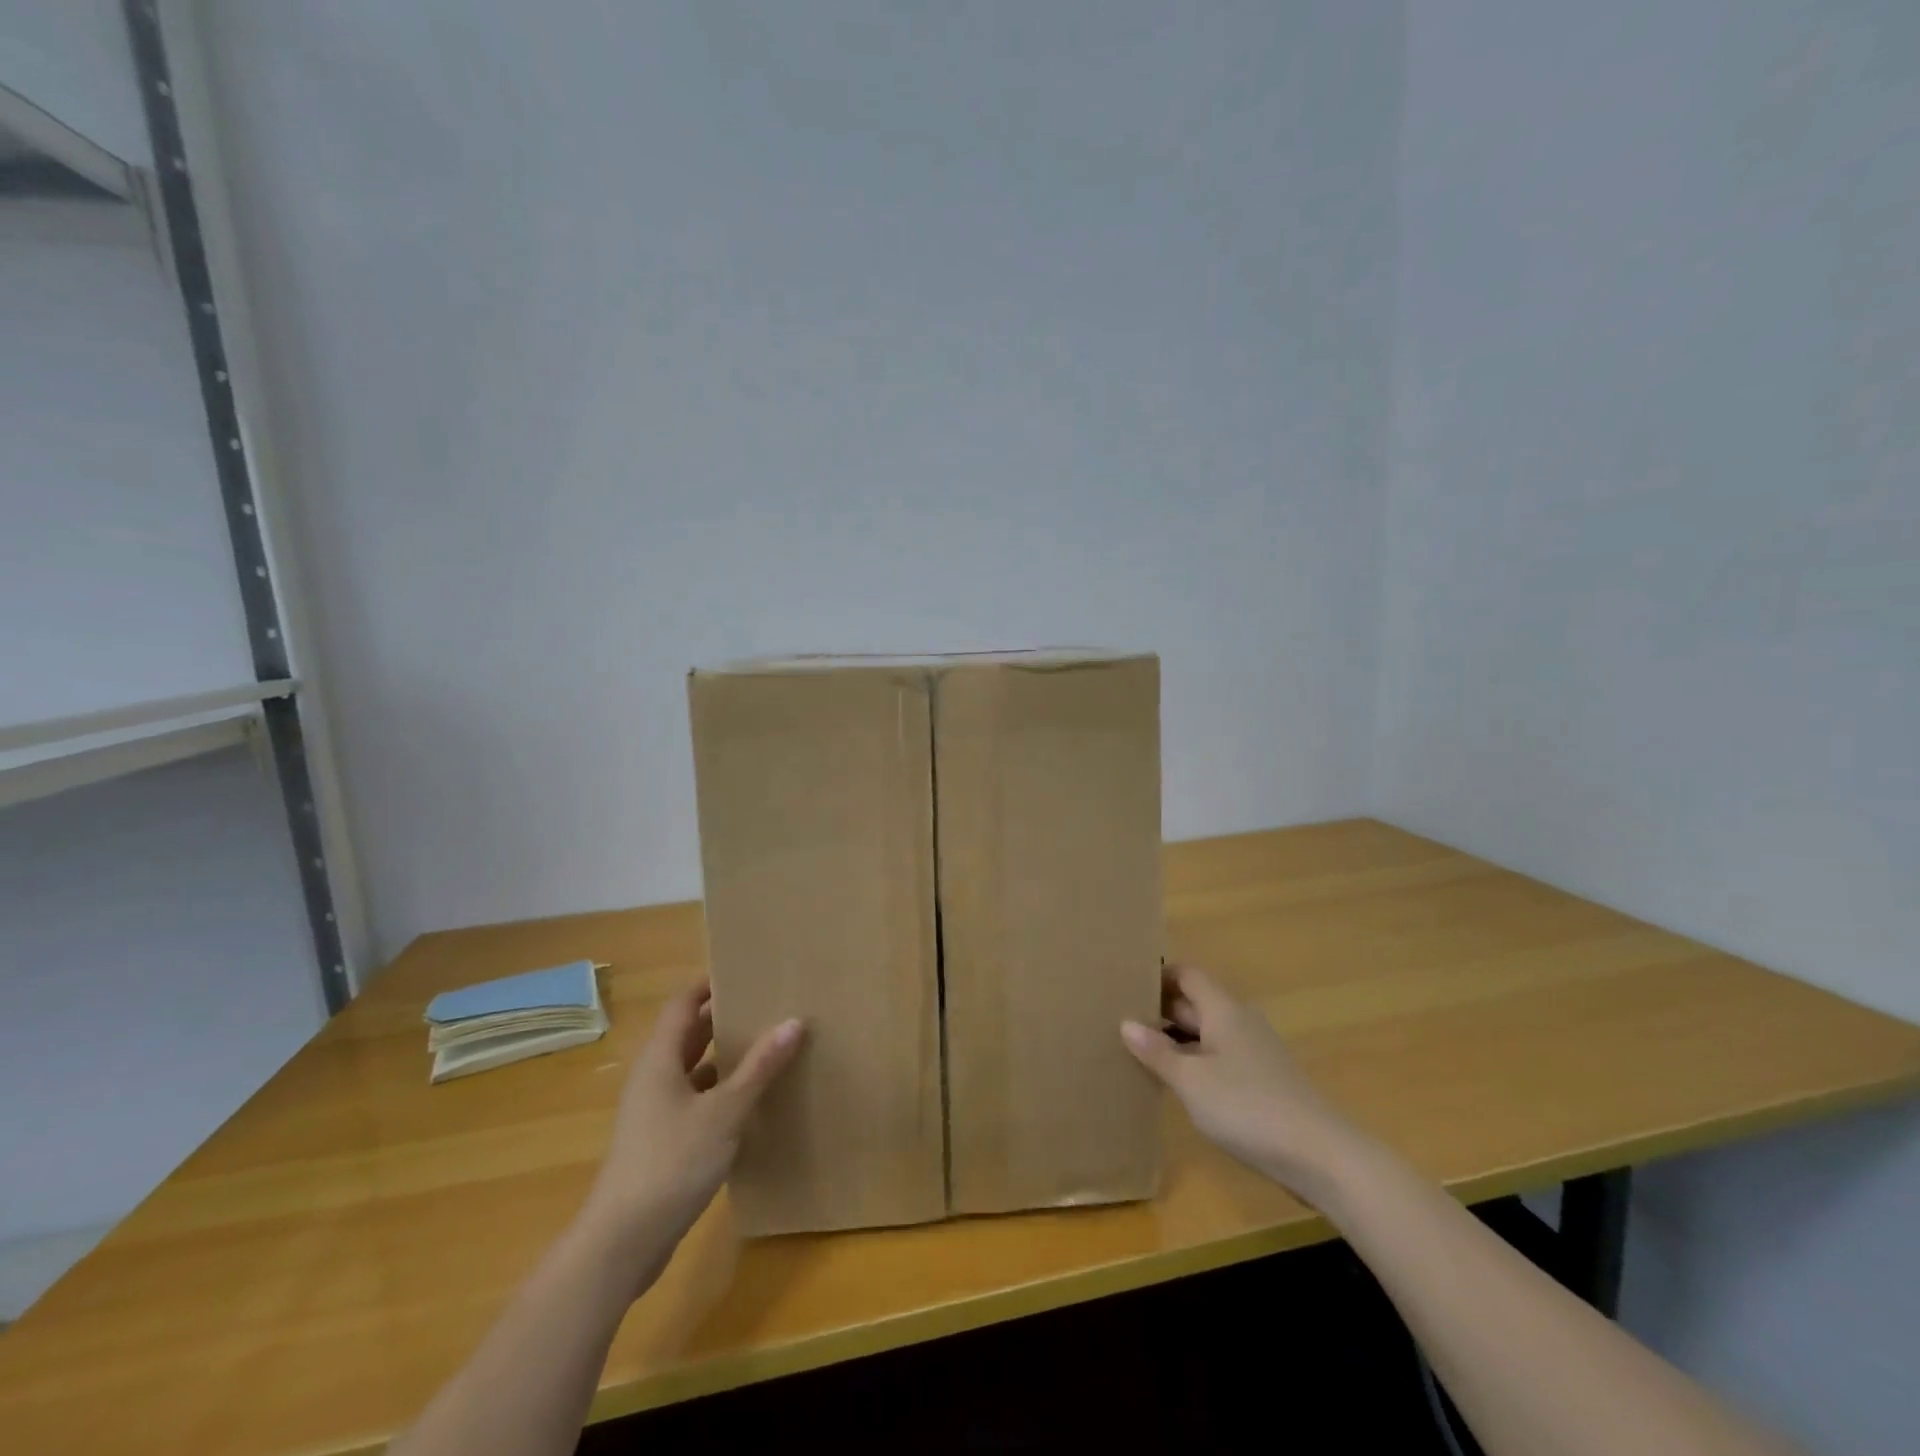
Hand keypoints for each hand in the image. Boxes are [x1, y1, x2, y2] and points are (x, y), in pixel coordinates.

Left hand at [582, 982, 802, 1255]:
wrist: (621, 1243)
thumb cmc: (672, 1162)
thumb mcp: (725, 1111)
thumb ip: (759, 1067)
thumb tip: (794, 1022)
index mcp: (661, 1059)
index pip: (683, 1004)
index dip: (710, 985)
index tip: (746, 973)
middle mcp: (653, 1078)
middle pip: (688, 1034)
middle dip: (724, 1019)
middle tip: (766, 1007)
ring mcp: (654, 1112)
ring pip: (693, 1070)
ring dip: (724, 1058)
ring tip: (767, 1048)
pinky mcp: (661, 1142)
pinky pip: (694, 1101)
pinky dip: (720, 1093)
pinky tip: (750, 1102)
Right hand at [1121, 965, 1362, 1203]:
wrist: (1321, 1157)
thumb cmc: (1248, 1107)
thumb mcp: (1191, 1080)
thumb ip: (1157, 1052)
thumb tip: (1126, 1023)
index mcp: (1223, 1010)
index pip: (1187, 974)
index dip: (1158, 974)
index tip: (1125, 984)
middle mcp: (1239, 1022)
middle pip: (1195, 1002)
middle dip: (1160, 1008)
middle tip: (1119, 1018)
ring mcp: (1253, 1053)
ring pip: (1206, 1033)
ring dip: (1175, 1038)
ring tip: (1138, 1050)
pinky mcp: (1262, 1082)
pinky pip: (1218, 1058)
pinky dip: (1194, 1062)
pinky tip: (1175, 1083)